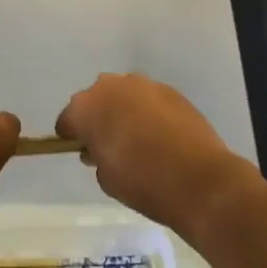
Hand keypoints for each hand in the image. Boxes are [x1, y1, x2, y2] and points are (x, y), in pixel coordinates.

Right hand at [56, 74, 261, 236]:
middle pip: (96, 100)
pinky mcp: (171, 90)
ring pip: (124, 95)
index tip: (80, 150)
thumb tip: (100, 149)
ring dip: (124, 111)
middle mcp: (111, 87)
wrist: (198, 179)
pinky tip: (161, 135)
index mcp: (87, 107)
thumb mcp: (106, 178)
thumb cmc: (142, 182)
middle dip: (98, 118)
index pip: (68, 119)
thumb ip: (96, 156)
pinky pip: (149, 100)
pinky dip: (149, 112)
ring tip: (138, 138)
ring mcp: (144, 85)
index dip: (71, 136)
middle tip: (109, 144)